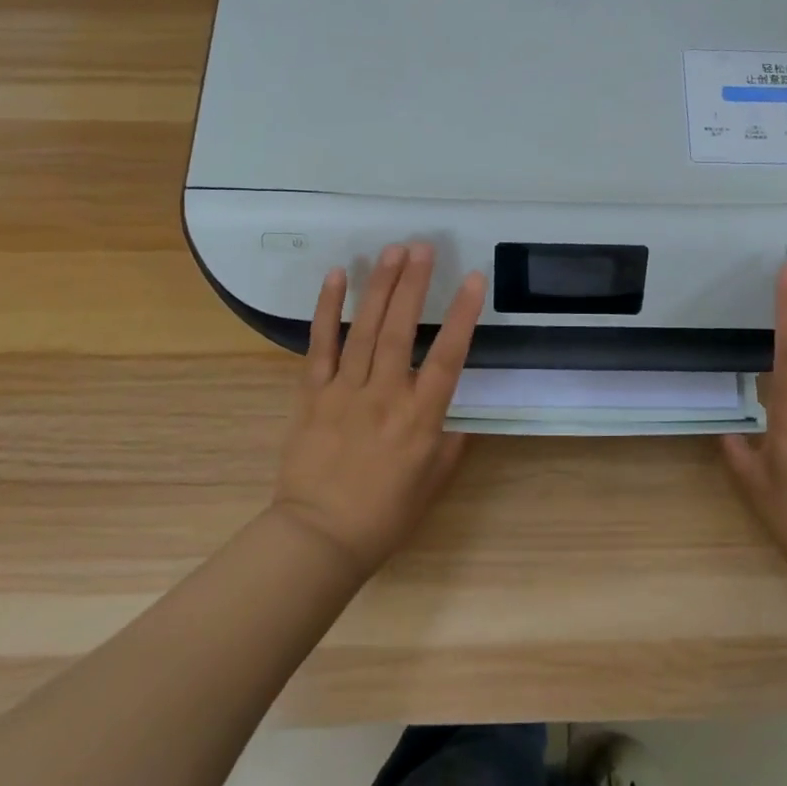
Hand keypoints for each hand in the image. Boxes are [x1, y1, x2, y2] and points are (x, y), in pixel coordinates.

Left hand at [269, 242, 486, 578]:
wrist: (319, 538)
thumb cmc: (384, 516)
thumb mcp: (432, 483)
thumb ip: (447, 443)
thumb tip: (453, 417)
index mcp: (420, 419)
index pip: (447, 358)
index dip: (462, 316)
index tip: (474, 280)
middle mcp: (384, 396)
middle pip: (400, 331)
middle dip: (414, 285)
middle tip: (423, 247)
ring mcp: (344, 392)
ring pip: (364, 331)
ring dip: (380, 287)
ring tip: (392, 251)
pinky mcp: (312, 395)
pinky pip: (320, 346)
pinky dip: (328, 310)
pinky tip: (337, 278)